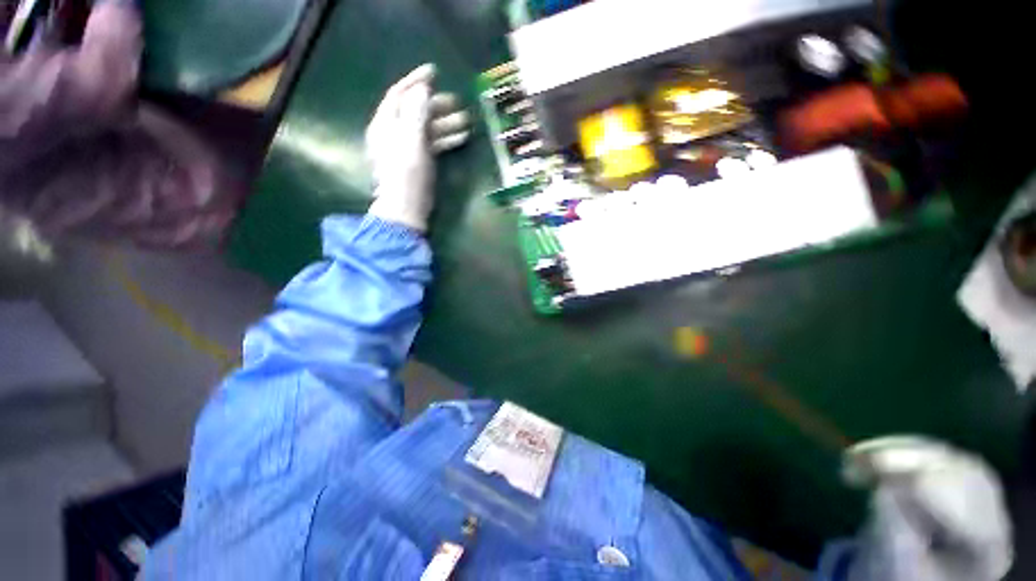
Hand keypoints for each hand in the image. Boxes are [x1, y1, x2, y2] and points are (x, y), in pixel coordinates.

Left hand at [366, 64, 470, 231]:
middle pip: (415, 111)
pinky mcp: (417, 162)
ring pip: (426, 128)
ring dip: (446, 123)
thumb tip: (422, 89)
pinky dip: (445, 139)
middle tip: (458, 103)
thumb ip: (416, 113)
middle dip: (437, 105)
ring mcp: (406, 148)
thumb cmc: (407, 175)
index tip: (435, 72)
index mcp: (385, 124)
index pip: (400, 94)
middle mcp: (394, 133)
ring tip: (466, 122)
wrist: (406, 209)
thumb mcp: (411, 141)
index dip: (416, 81)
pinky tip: (461, 138)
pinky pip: (432, 144)